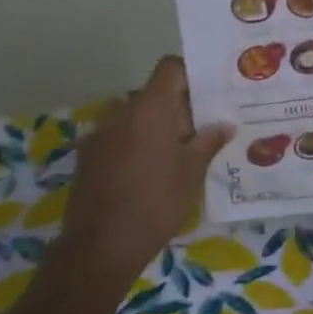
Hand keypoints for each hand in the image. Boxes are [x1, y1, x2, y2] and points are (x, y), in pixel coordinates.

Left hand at [63, 56, 232, 281]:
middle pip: (153, 94)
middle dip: (176, 108)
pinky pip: (117, 137)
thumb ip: (208, 142)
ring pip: (134, 117)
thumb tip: (224, 125)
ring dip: (153, 127)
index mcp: (150, 107)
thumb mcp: (192, 173)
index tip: (208, 95)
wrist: (101, 245)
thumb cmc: (156, 203)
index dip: (190, 75)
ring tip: (175, 154)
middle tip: (200, 131)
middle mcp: (121, 111)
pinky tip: (147, 172)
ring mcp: (100, 132)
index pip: (170, 68)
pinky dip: (134, 144)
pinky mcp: (87, 155)